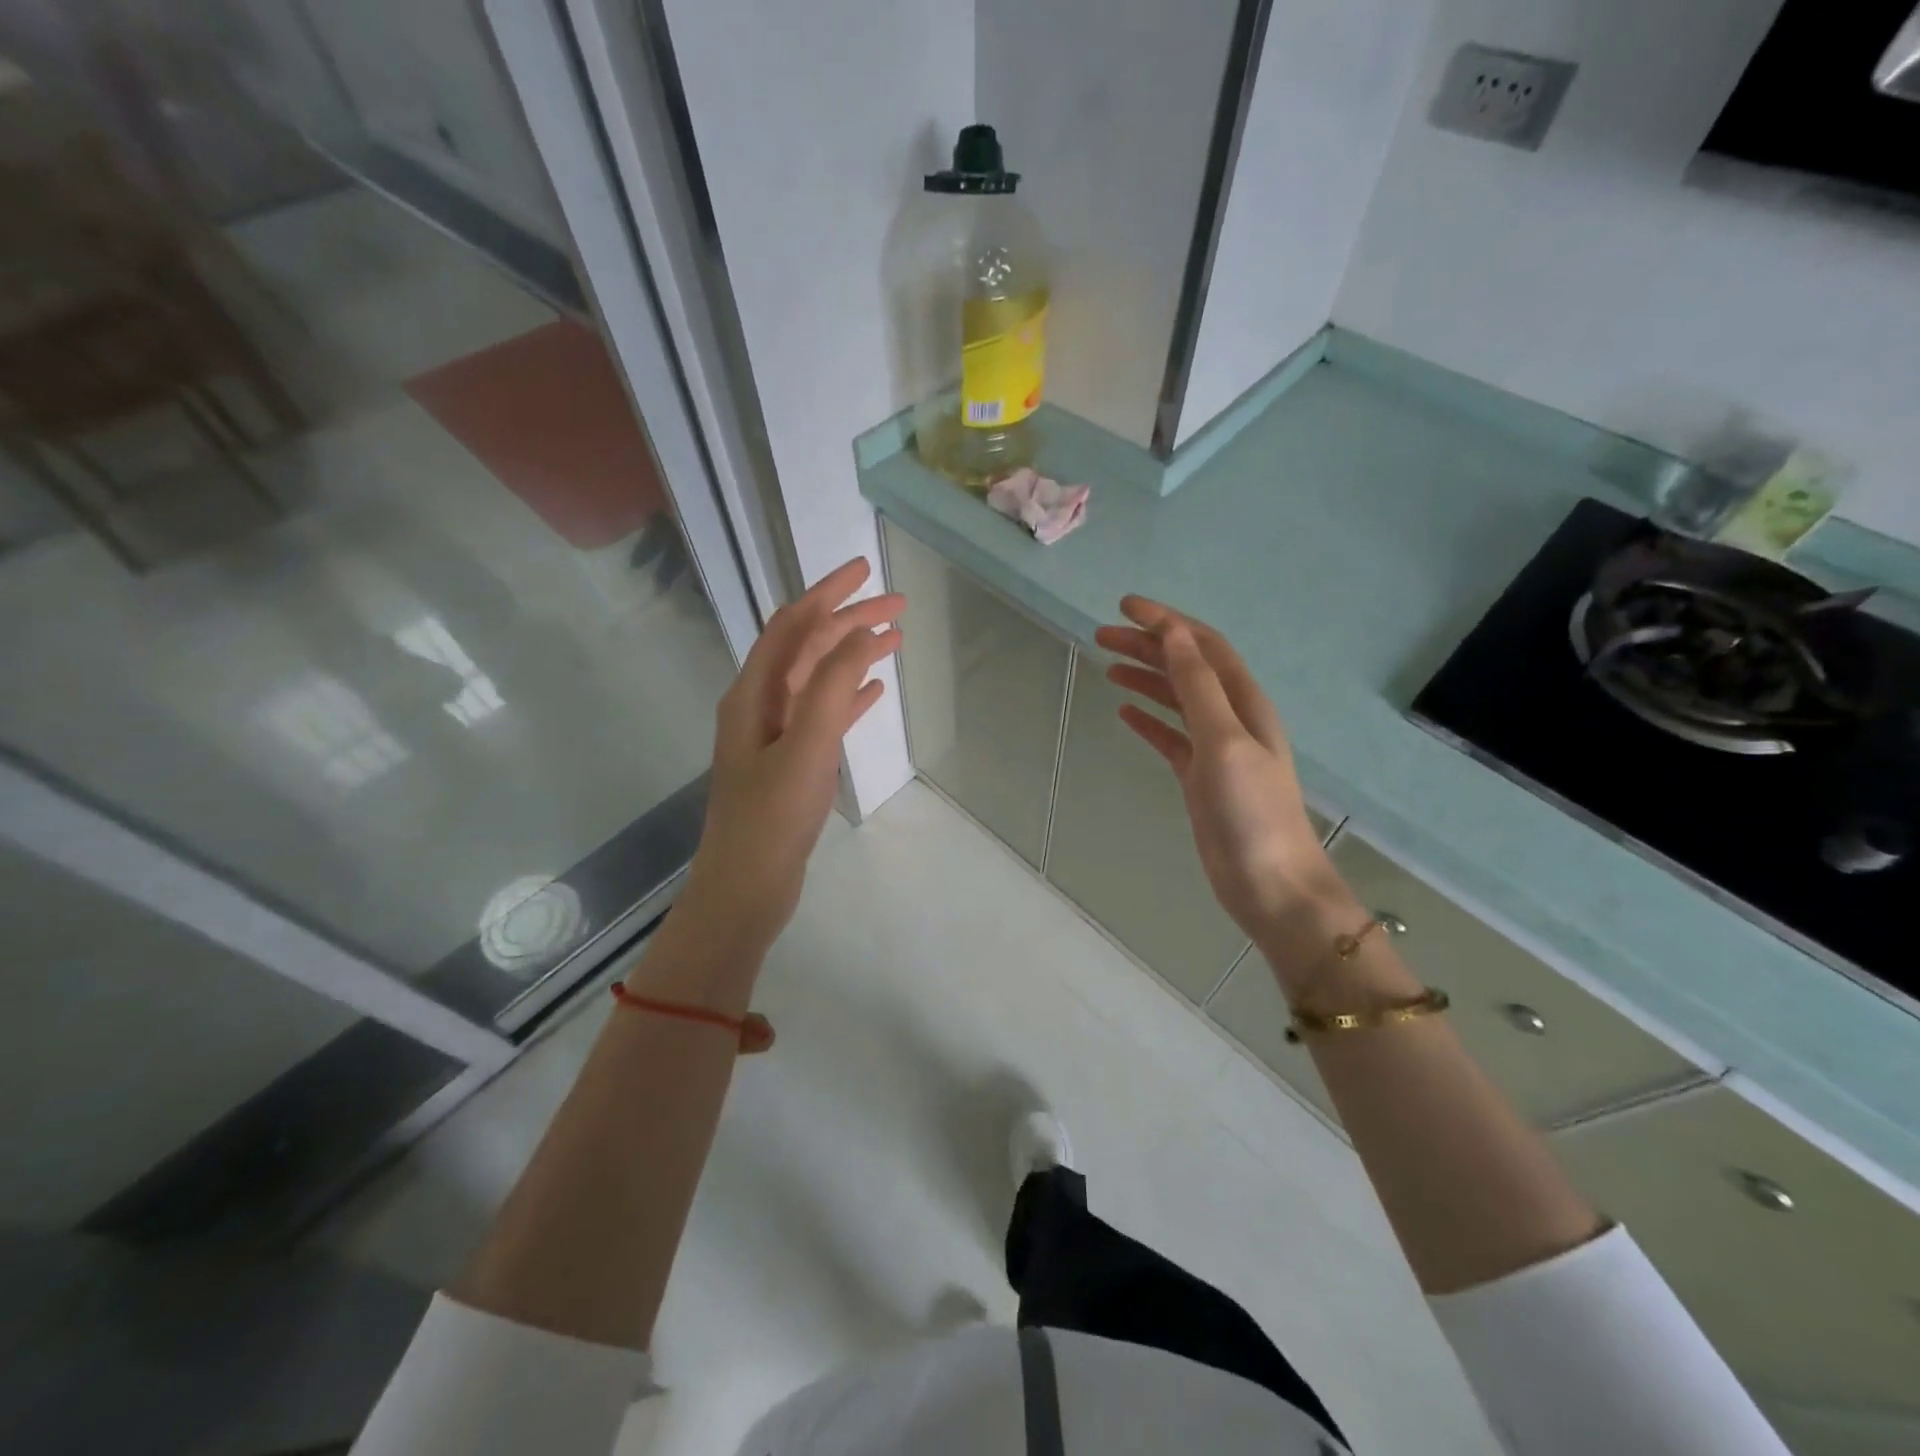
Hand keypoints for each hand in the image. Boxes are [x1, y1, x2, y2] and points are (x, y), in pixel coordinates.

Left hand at [679, 558, 902, 956]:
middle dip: (849, 621)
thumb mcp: (806, 746)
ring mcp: (774, 735)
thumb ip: (832, 686)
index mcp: (754, 693)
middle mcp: (759, 704)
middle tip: (899, 607)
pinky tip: (874, 692)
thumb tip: (861, 633)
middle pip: (807, 647)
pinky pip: (823, 714)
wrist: (746, 887)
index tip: (867, 569)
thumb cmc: (773, 817)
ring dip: (852, 655)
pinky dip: (848, 696)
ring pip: (818, 678)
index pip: (791, 625)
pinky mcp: (790, 762)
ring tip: (894, 641)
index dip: (827, 592)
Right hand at [1095, 597, 1350, 960]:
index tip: (1124, 606)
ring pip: (1175, 699)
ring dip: (1145, 677)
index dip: (1166, 622)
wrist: (1270, 884)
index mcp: (1243, 702)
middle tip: (1101, 635)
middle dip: (1148, 646)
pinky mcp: (1199, 778)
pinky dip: (1148, 719)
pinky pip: (1169, 736)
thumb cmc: (1251, 811)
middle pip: (1185, 668)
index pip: (1202, 646)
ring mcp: (1215, 749)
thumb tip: (1173, 635)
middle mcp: (1231, 718)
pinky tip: (1124, 711)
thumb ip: (1198, 687)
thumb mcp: (1224, 741)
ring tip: (1107, 665)